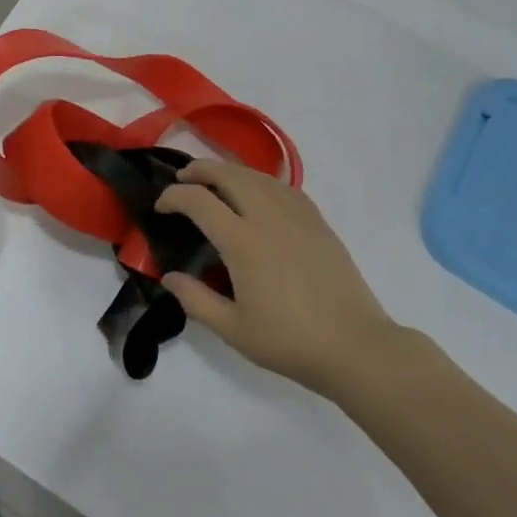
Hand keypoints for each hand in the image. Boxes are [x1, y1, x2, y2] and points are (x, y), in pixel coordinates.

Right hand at [157, 160, 399, 397]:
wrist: (355, 347)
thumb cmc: (290, 342)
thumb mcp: (233, 330)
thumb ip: (196, 300)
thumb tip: (169, 276)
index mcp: (243, 242)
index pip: (199, 201)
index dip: (173, 196)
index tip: (161, 206)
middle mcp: (268, 217)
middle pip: (228, 174)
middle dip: (200, 169)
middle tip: (182, 178)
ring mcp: (297, 216)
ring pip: (257, 176)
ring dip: (229, 171)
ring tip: (215, 181)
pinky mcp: (318, 223)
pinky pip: (284, 187)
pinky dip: (261, 181)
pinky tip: (258, 192)